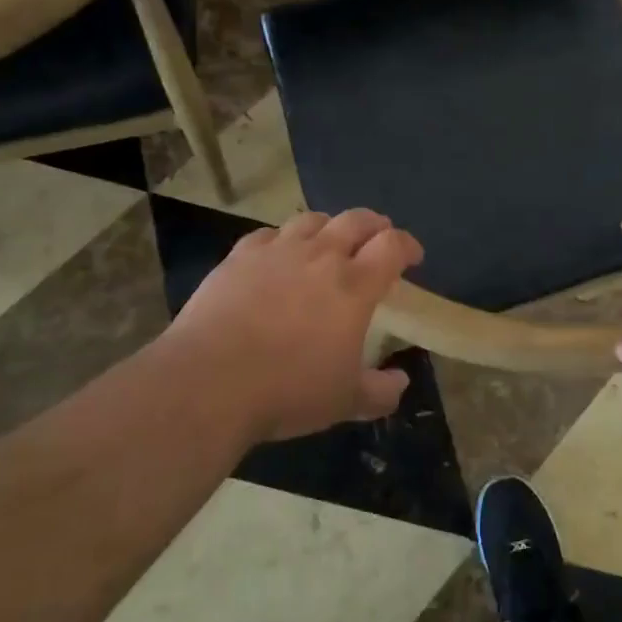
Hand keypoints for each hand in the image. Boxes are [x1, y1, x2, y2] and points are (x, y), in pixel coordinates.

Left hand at [164, 208, 422, 442]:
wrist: (210, 381)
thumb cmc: (287, 390)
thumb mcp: (345, 401)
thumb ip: (380, 391)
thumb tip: (401, 381)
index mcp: (354, 285)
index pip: (392, 245)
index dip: (407, 245)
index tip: (412, 256)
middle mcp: (320, 256)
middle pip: (356, 220)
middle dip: (374, 224)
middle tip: (378, 236)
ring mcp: (277, 251)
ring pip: (312, 220)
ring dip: (329, 226)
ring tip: (329, 239)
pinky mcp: (240, 256)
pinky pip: (268, 235)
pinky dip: (282, 240)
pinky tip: (277, 255)